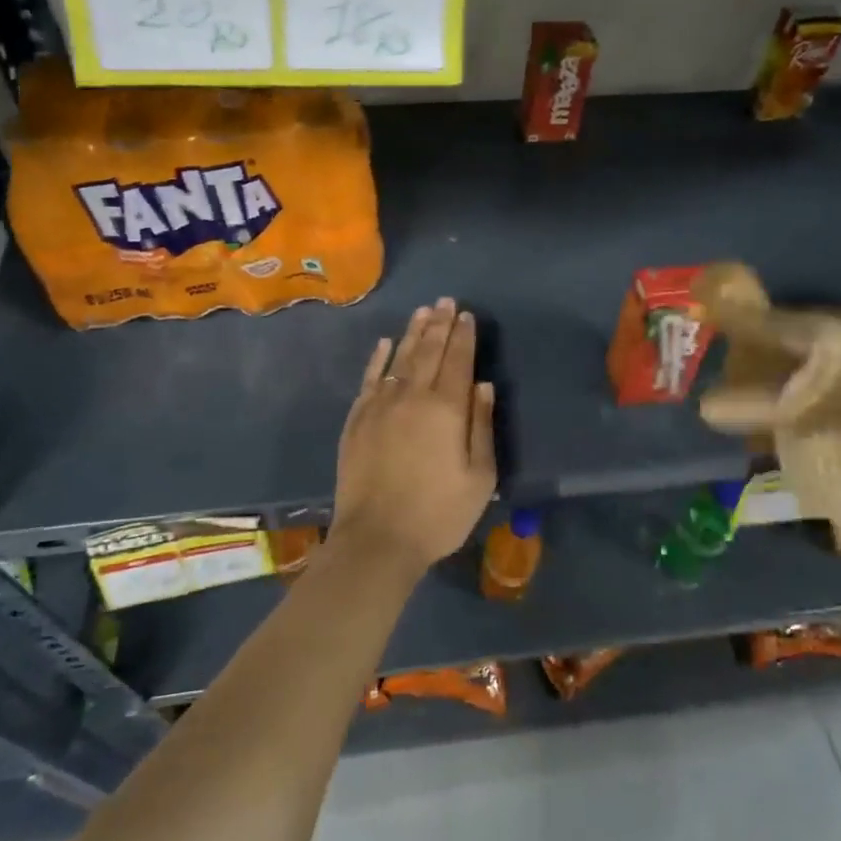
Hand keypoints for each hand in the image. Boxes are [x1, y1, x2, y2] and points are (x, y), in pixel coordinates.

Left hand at [330, 298, 496, 578]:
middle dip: (440, 324)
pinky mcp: (357, 419)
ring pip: (401, 358)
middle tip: (446, 301)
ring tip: (423, 311)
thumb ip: (482, 426)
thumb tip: (482, 385)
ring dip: (414, 333)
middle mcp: (413, 396)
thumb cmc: (438, 513)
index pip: (458, 361)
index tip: (467, 315)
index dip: (464, 336)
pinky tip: (385, 343)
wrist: (376, 539)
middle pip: (429, 351)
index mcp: (447, 409)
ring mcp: (381, 405)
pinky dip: (379, 358)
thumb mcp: (480, 477)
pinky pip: (370, 378)